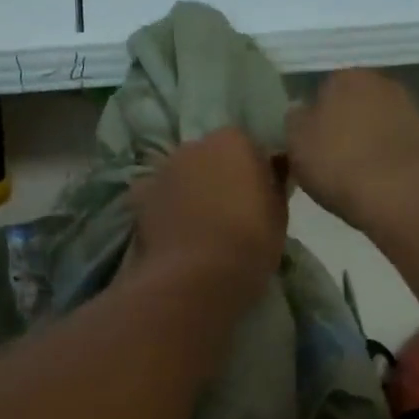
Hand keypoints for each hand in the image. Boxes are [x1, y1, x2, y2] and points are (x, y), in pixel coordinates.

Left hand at [129, 128, 286, 308]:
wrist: (198, 277)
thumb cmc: (250, 242)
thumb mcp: (279, 212)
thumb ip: (274, 183)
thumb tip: (272, 170)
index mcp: (233, 140)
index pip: (247, 146)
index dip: (253, 171)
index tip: (258, 196)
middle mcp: (194, 145)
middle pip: (210, 156)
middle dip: (218, 176)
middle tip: (229, 211)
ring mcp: (163, 169)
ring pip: (181, 175)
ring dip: (189, 190)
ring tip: (199, 226)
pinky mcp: (139, 197)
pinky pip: (156, 196)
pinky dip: (163, 207)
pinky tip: (173, 231)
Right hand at [286, 70, 418, 227]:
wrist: (402, 195)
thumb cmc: (339, 164)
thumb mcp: (295, 143)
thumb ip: (294, 120)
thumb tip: (301, 112)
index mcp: (344, 77)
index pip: (321, 90)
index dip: (313, 119)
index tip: (309, 145)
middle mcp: (380, 82)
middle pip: (352, 104)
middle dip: (342, 126)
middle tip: (329, 160)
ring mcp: (409, 108)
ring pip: (376, 123)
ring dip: (366, 141)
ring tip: (354, 174)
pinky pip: (396, 144)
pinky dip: (387, 157)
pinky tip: (378, 181)